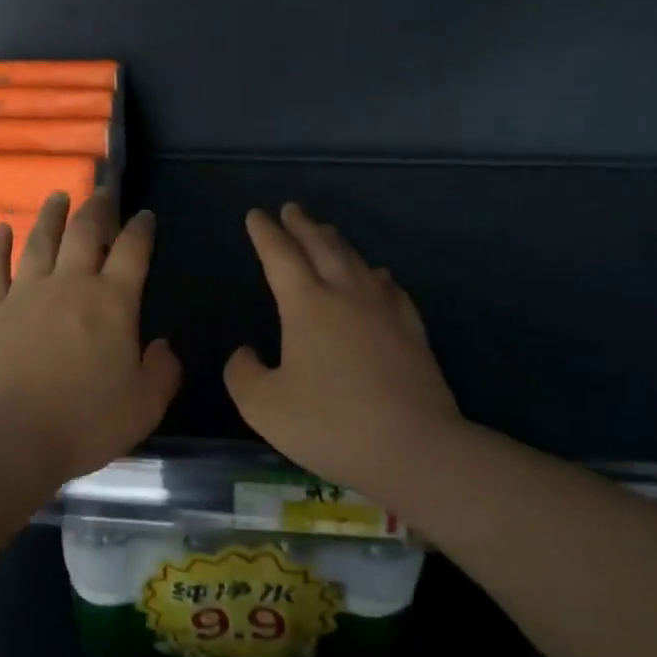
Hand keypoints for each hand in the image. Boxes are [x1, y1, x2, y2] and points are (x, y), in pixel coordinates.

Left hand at [0, 192, 181, 484]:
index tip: (145, 216)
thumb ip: (163, 370)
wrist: (8, 438)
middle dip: (98, 208)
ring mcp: (24, 293)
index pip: (133, 251)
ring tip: (58, 197)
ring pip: (40, 240)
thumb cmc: (84, 422)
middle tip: (103, 192)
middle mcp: (69, 284)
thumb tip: (163, 346)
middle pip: (84, 232)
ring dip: (51, 215)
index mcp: (112, 302)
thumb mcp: (145, 405)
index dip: (141, 229)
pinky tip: (1, 231)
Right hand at [225, 204, 461, 495]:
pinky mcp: (412, 331)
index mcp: (307, 305)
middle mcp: (347, 295)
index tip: (256, 215)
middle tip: (291, 210)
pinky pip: (391, 288)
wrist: (412, 447)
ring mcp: (385, 310)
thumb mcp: (263, 405)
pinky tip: (378, 276)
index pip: (280, 256)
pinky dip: (376, 274)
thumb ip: (243, 373)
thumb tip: (246, 353)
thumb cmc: (330, 424)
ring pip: (357, 261)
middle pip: (322, 247)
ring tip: (327, 232)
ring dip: (337, 242)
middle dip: (302, 225)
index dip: (265, 234)